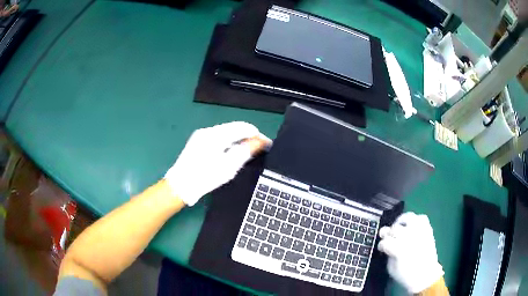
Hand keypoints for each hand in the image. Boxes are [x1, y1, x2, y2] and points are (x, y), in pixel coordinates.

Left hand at [164, 122, 270, 205]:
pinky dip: (228, 143)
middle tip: (257, 150)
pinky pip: (218, 137)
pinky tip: (230, 154)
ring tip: (246, 153)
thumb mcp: (229, 166)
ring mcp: (201, 135)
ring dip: (238, 140)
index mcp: (216, 134)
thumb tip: (259, 141)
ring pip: (227, 133)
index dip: (257, 135)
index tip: (266, 144)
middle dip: (248, 137)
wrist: (180, 185)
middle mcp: (209, 130)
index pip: (243, 127)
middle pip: (235, 128)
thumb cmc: (205, 177)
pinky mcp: (198, 141)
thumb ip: (245, 151)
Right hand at [377, 212, 443, 293]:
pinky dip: (415, 220)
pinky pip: (421, 218)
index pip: (385, 241)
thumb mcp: (391, 268)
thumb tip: (386, 245)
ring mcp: (419, 231)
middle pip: (395, 229)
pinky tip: (411, 226)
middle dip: (389, 234)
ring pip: (408, 218)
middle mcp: (409, 237)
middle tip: (389, 239)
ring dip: (401, 222)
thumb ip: (388, 254)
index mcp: (399, 250)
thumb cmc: (406, 275)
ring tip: (399, 228)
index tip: (381, 249)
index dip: (381, 245)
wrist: (425, 275)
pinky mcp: (427, 229)